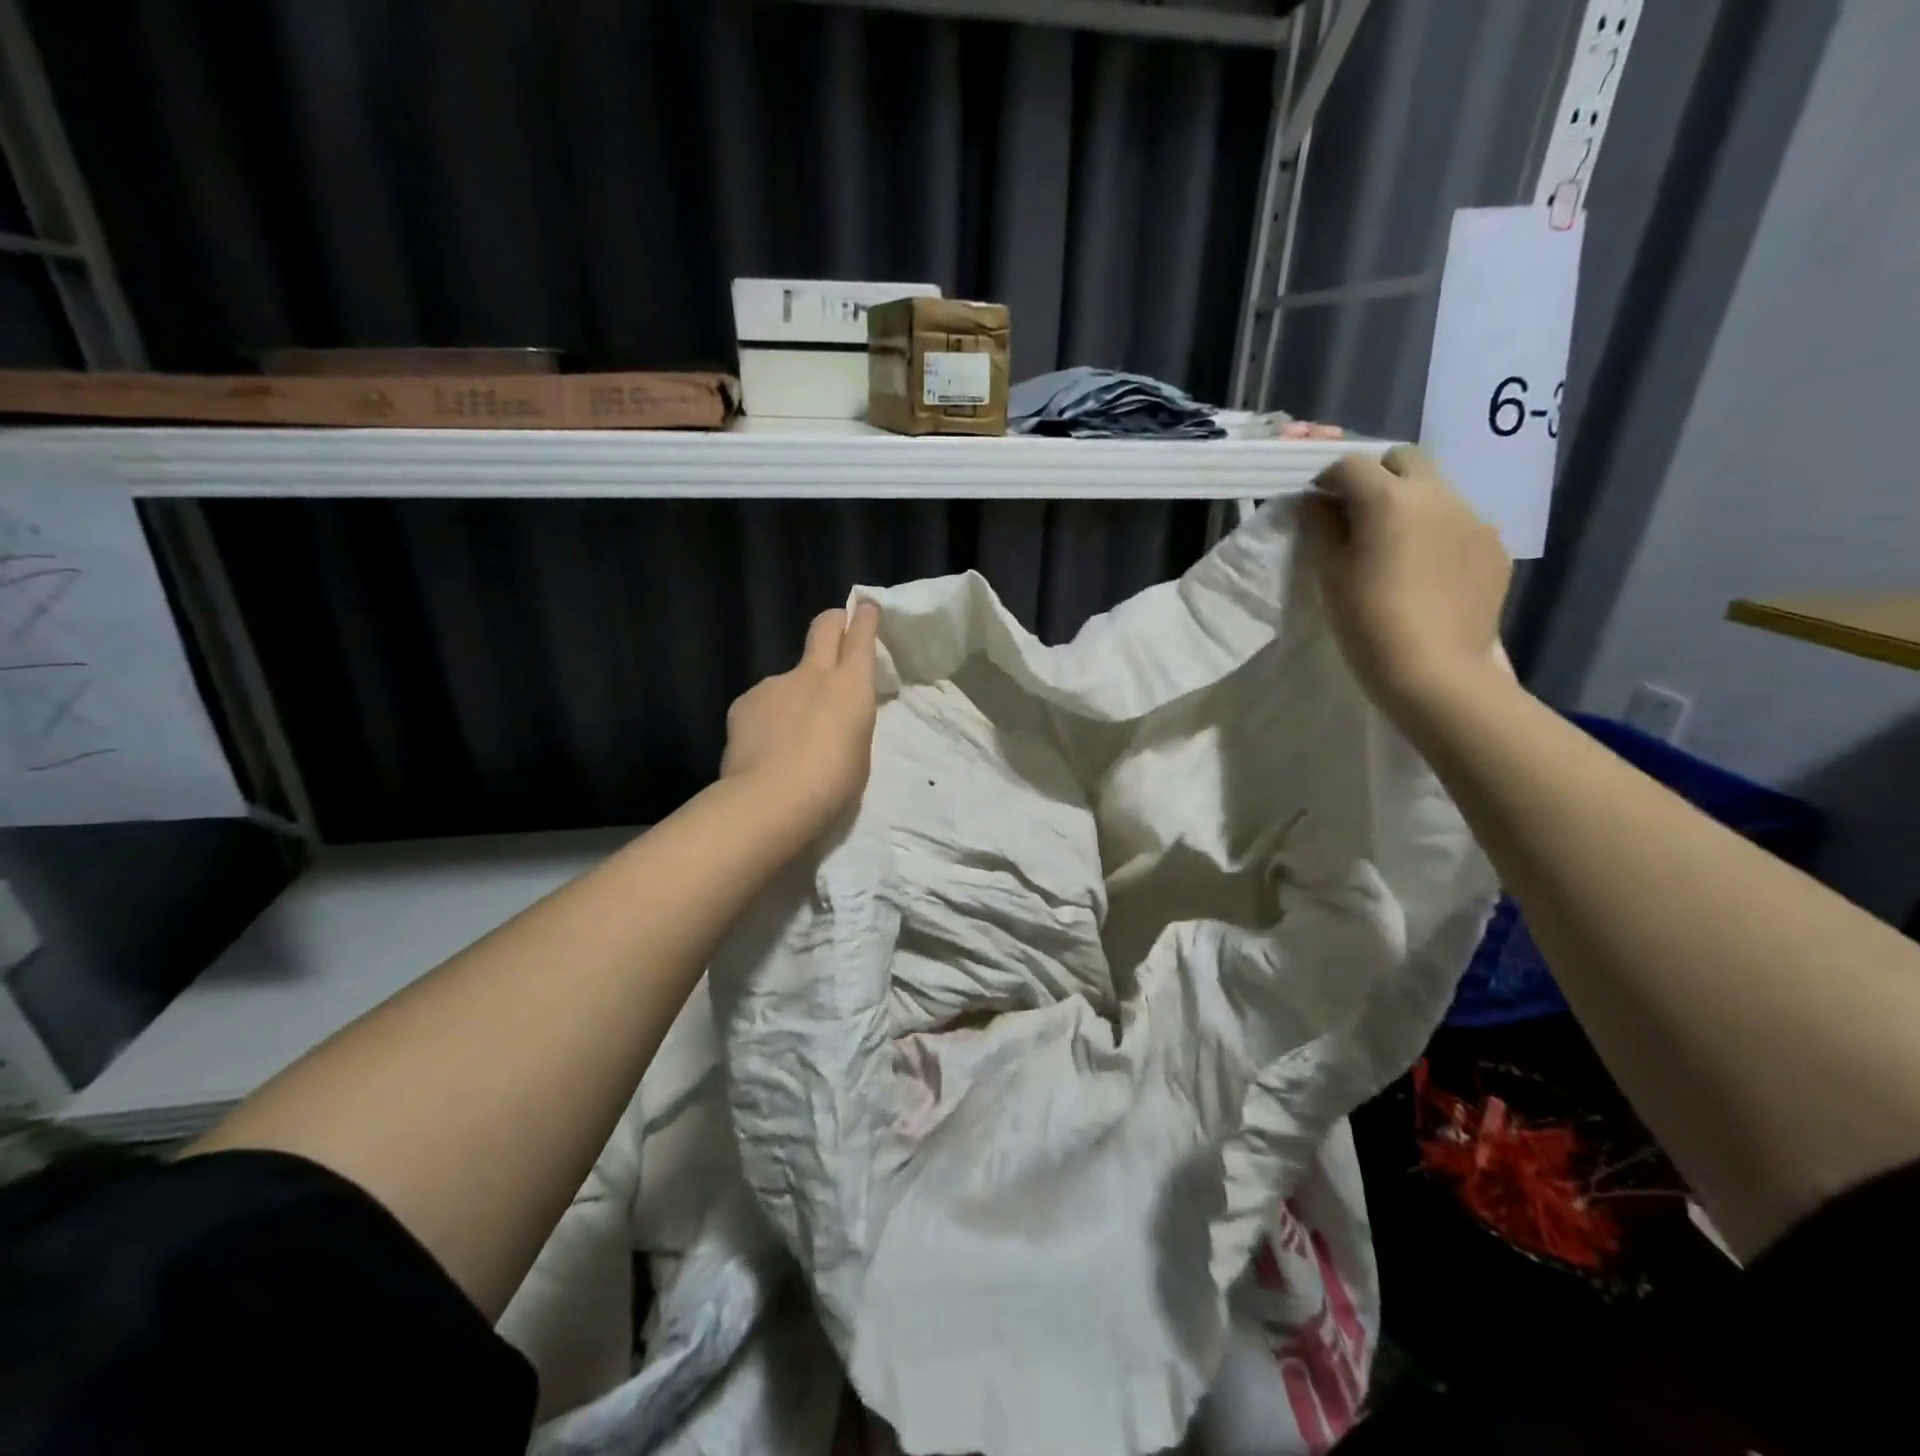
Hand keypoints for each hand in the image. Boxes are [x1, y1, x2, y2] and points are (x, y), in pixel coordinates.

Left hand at [722, 603, 880, 829]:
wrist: (770, 800)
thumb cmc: (831, 786)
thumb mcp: (858, 753)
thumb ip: (848, 724)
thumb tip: (833, 717)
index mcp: (851, 688)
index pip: (860, 638)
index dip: (865, 619)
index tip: (866, 608)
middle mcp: (812, 674)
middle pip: (824, 628)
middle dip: (834, 621)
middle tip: (837, 627)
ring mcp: (774, 684)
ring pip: (789, 677)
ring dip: (794, 694)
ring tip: (790, 736)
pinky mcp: (744, 702)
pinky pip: (763, 703)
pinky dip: (768, 718)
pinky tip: (765, 748)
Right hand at [1301, 446, 1512, 720]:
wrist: (1435, 672)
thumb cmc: (1367, 622)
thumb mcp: (1329, 574)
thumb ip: (1320, 528)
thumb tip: (1316, 503)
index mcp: (1389, 498)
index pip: (1351, 464)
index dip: (1328, 480)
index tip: (1317, 506)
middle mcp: (1437, 494)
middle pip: (1404, 459)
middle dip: (1376, 477)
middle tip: (1357, 517)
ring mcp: (1473, 519)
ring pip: (1435, 491)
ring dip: (1409, 505)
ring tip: (1396, 548)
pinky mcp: (1494, 548)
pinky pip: (1459, 525)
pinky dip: (1437, 534)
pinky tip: (1427, 573)